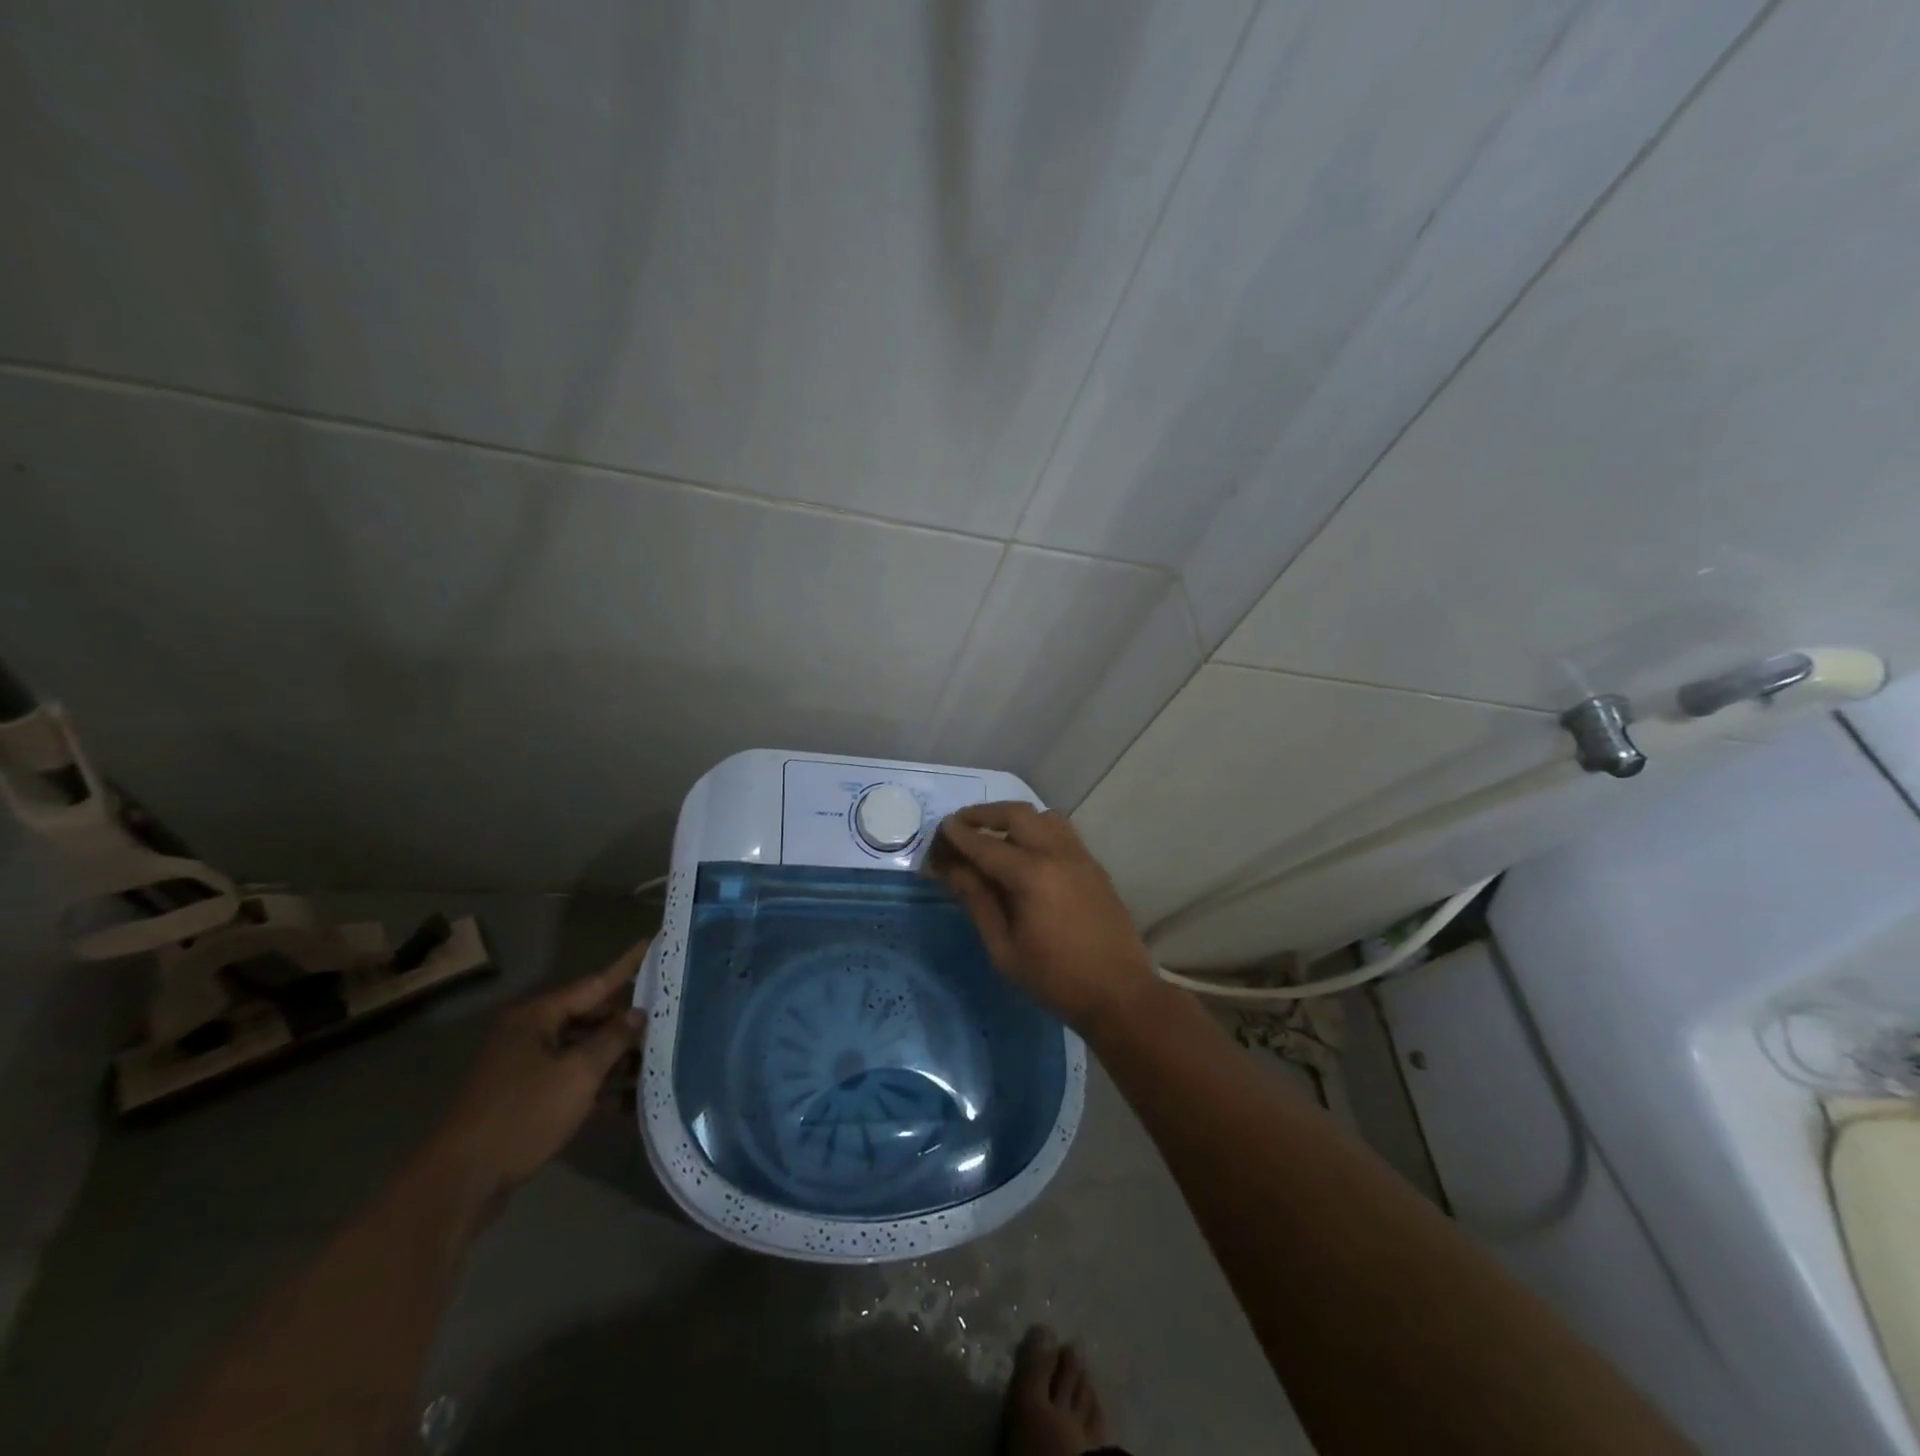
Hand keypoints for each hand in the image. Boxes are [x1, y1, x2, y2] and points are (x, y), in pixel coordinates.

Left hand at [422, 939, 648, 1217]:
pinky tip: (633, 1099)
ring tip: (661, 1060)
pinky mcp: (529, 1102)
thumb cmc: (522, 1116)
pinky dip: (600, 1087)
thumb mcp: (577, 1074)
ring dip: (617, 1059)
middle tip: (671, 1017)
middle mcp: (531, 1036)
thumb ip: (613, 1039)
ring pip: (584, 1052)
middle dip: (628, 1023)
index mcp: (537, 1018)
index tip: (653, 943)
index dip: (627, 967)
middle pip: (590, 1018)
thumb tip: (638, 1014)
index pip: (595, 983)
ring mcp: (528, 1070)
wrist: (461, 1185)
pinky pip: (574, 1082)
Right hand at [926, 802, 1158, 1035]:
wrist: (1119, 994)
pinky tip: (1026, 852)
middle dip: (983, 815)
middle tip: (961, 826)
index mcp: (1032, 875)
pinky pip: (1061, 831)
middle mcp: (1057, 853)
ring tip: (993, 835)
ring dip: (1013, 818)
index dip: (958, 836)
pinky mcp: (1093, 865)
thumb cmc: (1054, 979)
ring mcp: (1080, 856)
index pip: (985, 844)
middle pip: (1016, 814)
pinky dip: (1037, 829)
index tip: (940, 831)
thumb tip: (951, 870)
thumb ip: (977, 901)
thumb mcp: (1004, 948)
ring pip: (1043, 816)